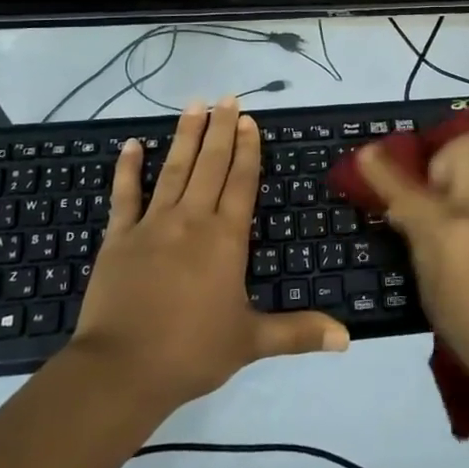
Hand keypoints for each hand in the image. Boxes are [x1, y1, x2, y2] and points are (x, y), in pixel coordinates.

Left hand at [75, 98, 348, 409]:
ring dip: (185, 136)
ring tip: (194, 105)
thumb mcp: (251, 342)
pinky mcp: (119, 237)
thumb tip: (348, 339)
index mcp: (225, 238)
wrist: (122, 370)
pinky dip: (128, 169)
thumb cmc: (192, 353)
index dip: (247, 149)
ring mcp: (153, 225)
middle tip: (227, 97)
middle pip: (210, 164)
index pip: (241, 182)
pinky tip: (131, 145)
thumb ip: (299, 332)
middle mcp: (192, 220)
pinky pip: (125, 195)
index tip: (249, 120)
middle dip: (221, 129)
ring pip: (174, 169)